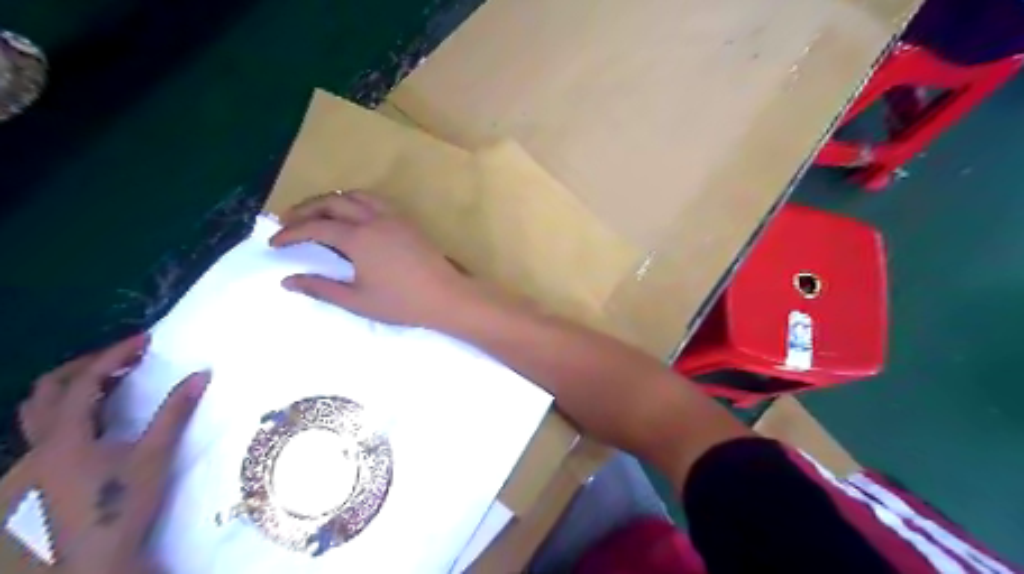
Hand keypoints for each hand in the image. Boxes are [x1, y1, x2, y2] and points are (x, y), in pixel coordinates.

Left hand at [18, 333, 208, 570]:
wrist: (93, 558)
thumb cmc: (122, 504)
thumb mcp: (154, 455)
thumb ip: (175, 412)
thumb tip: (201, 374)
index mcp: (66, 437)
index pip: (86, 381)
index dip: (115, 355)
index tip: (145, 340)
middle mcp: (41, 445)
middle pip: (47, 390)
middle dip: (85, 365)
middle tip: (124, 356)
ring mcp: (35, 462)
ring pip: (38, 411)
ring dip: (72, 387)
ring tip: (110, 381)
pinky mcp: (42, 474)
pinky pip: (46, 428)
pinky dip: (70, 409)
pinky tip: (98, 418)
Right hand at [266, 191, 484, 330]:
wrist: (446, 296)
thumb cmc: (402, 303)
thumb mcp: (357, 300)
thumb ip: (321, 288)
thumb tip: (287, 280)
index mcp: (358, 238)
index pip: (315, 227)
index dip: (291, 233)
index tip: (274, 243)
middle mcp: (373, 219)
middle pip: (332, 202)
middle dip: (305, 209)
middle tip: (287, 221)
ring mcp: (394, 216)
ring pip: (355, 196)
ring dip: (331, 200)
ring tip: (317, 214)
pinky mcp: (407, 220)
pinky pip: (375, 200)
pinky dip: (355, 201)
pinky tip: (353, 216)